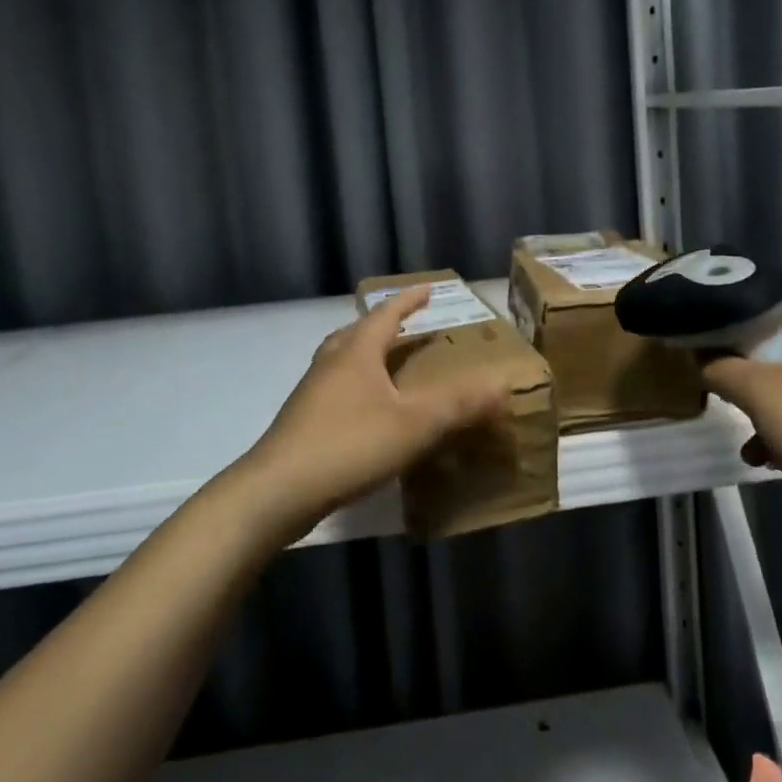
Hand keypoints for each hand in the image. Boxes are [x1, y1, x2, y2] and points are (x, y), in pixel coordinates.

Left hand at [242, 288, 511, 531]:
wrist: (277, 492)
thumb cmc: (349, 445)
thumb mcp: (414, 424)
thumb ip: (460, 405)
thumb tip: (504, 387)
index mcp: (356, 352)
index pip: (386, 313)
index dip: (409, 300)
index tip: (428, 289)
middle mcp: (331, 363)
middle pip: (357, 332)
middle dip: (384, 325)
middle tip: (407, 326)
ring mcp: (311, 392)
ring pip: (341, 359)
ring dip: (365, 354)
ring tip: (386, 364)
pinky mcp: (302, 421)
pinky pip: (334, 387)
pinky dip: (354, 384)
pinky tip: (366, 411)